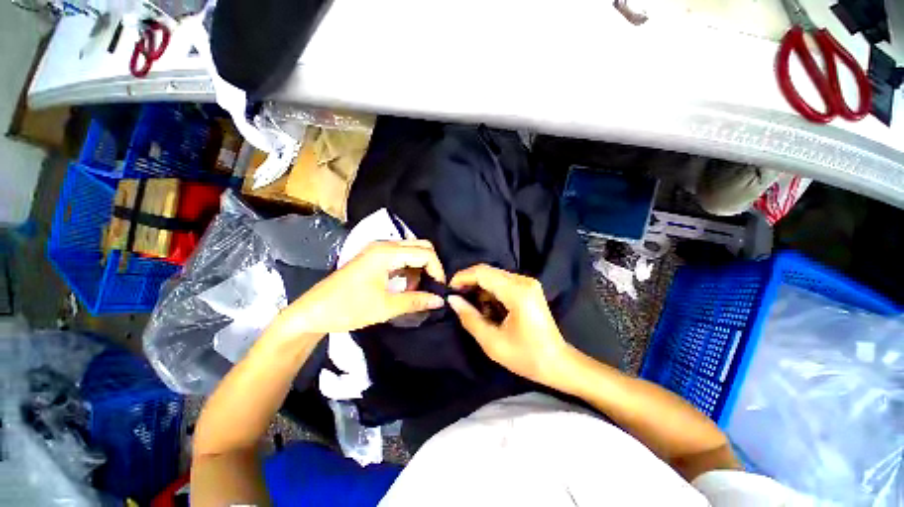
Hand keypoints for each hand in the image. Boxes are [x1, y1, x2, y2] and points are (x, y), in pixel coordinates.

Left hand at [275, 240, 446, 335]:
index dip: (437, 270)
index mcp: (386, 253)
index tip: (439, 289)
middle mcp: (384, 245)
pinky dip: (409, 269)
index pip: (425, 253)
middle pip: (420, 246)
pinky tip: (406, 285)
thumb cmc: (347, 308)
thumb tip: (440, 300)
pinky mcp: (374, 257)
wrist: (313, 312)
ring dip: (420, 268)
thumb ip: (415, 301)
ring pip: (411, 251)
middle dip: (431, 266)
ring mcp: (378, 250)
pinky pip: (400, 257)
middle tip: (432, 287)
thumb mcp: (384, 307)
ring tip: (418, 289)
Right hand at [447, 264, 569, 384]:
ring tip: (470, 306)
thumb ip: (469, 318)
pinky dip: (489, 291)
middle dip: (469, 282)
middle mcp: (523, 281)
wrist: (558, 363)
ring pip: (494, 275)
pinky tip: (486, 307)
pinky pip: (502, 282)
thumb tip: (452, 300)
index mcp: (517, 292)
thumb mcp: (492, 342)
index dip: (462, 277)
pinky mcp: (528, 288)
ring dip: (479, 287)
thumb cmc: (526, 357)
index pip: (482, 273)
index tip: (449, 290)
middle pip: (488, 271)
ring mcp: (528, 283)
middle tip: (456, 298)